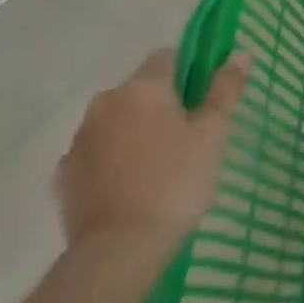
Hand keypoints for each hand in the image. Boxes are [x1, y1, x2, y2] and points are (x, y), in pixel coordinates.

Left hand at [54, 49, 247, 260]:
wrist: (118, 250)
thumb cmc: (176, 181)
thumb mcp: (213, 133)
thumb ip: (226, 89)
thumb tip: (240, 52)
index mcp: (142, 87)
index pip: (168, 57)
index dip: (190, 72)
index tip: (204, 100)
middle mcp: (105, 103)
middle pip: (140, 89)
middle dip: (161, 104)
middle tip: (188, 136)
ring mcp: (79, 140)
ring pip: (116, 120)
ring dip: (135, 130)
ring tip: (159, 164)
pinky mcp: (63, 175)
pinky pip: (96, 152)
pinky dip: (112, 159)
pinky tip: (131, 185)